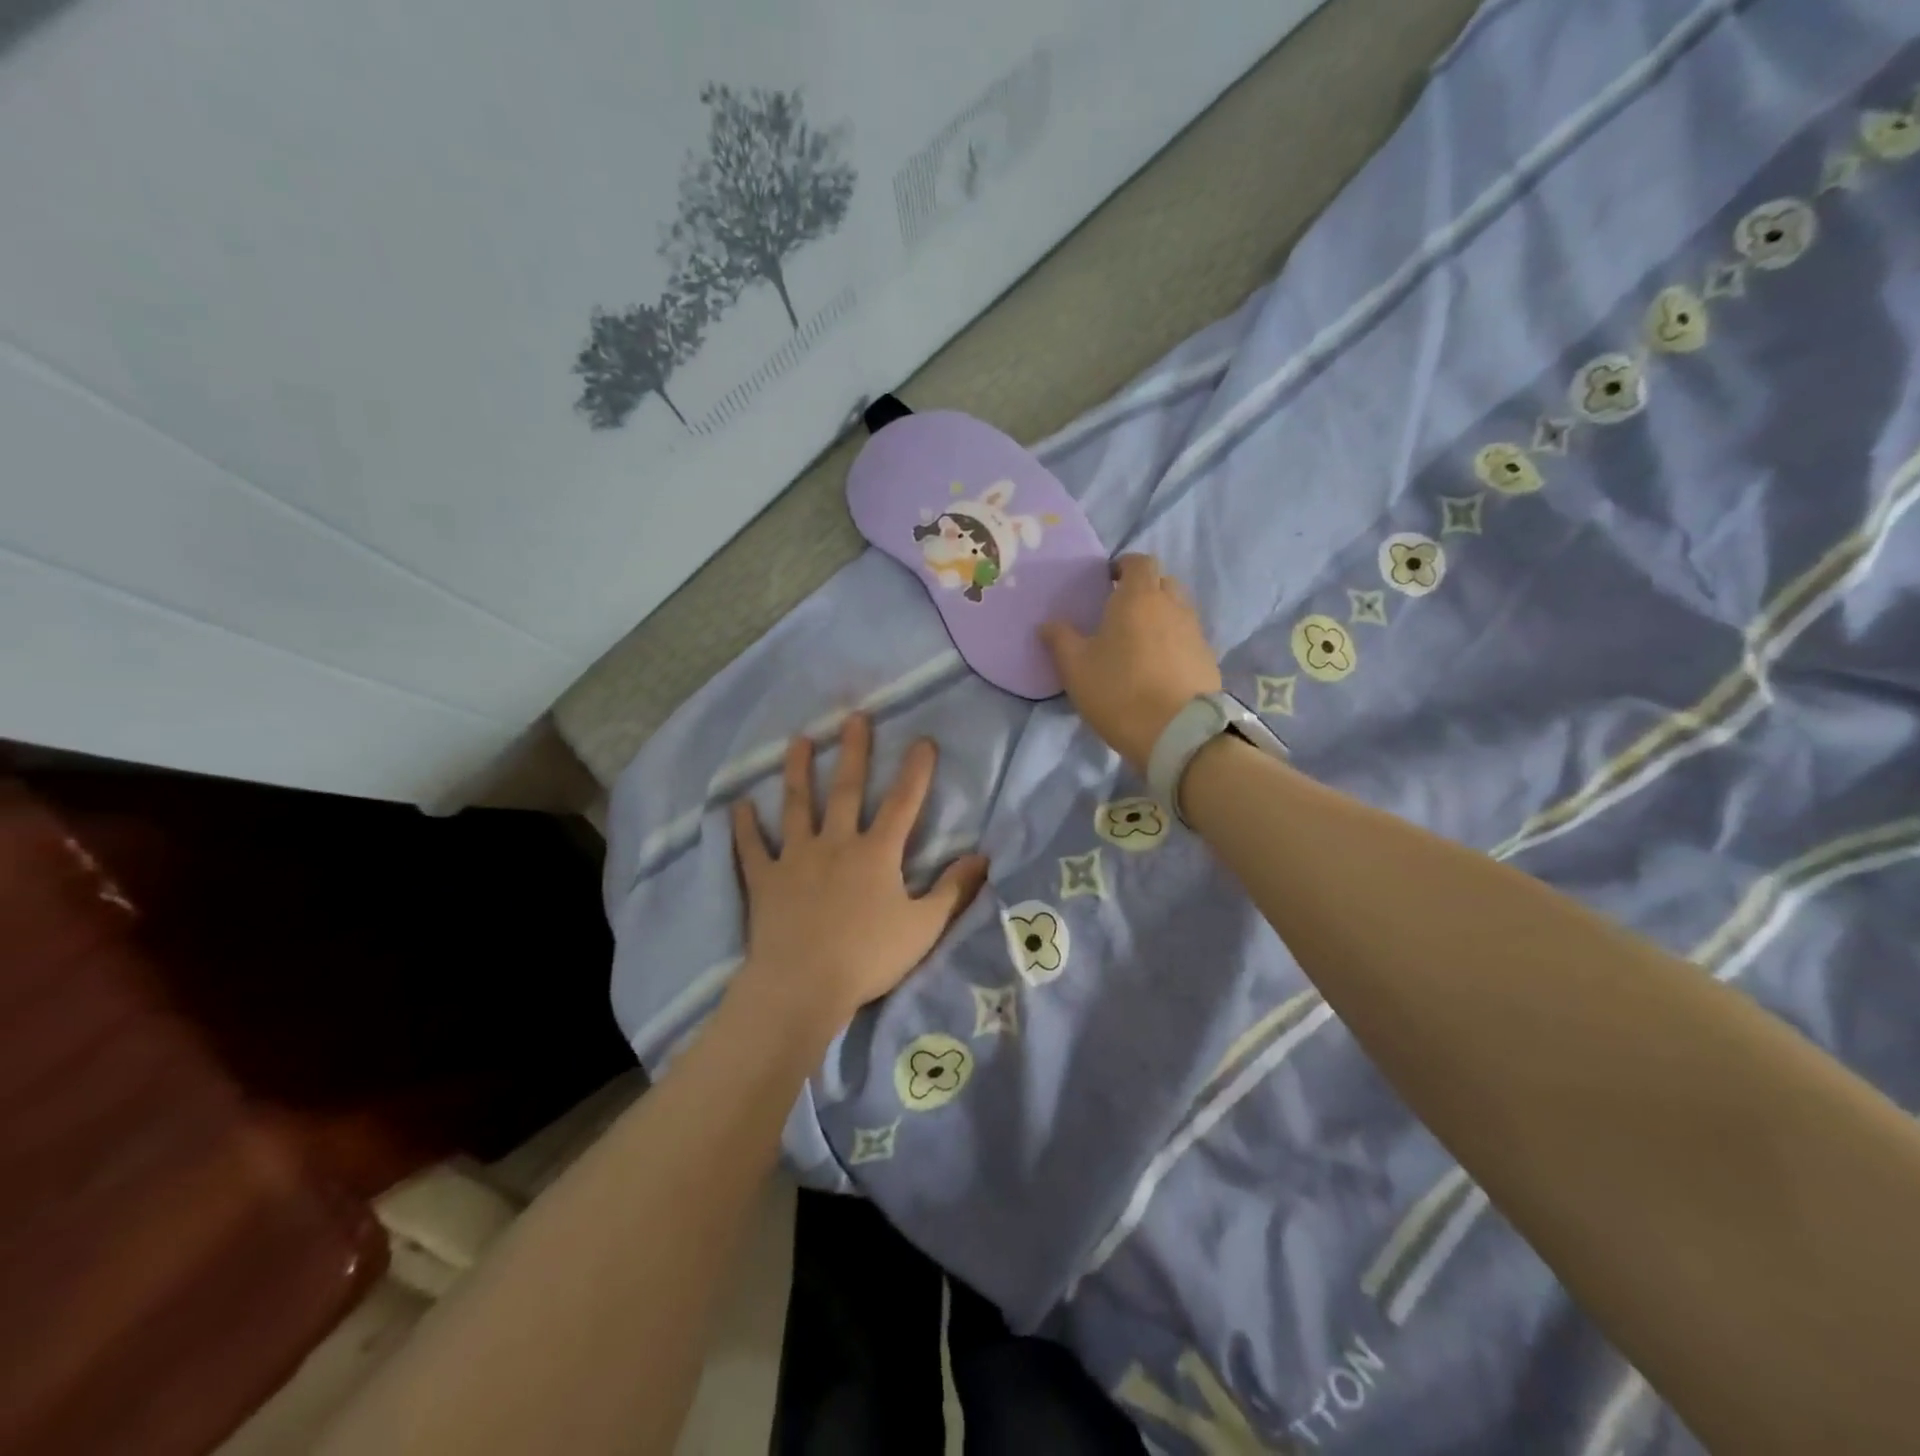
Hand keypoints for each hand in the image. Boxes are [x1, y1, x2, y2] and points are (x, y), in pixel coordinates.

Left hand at [729, 714, 989, 1039]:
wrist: (803, 986)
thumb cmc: (868, 957)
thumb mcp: (923, 927)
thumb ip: (953, 890)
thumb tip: (983, 857)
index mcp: (876, 854)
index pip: (902, 803)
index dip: (915, 772)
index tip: (923, 740)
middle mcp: (835, 844)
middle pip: (846, 790)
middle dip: (853, 752)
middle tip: (853, 717)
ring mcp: (795, 858)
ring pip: (797, 806)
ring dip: (798, 771)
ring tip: (798, 740)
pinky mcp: (765, 880)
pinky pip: (752, 848)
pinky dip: (744, 826)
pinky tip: (738, 804)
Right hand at [1040, 553, 1222, 771]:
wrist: (1177, 733)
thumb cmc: (1119, 691)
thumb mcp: (1075, 667)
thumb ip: (1060, 639)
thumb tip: (1047, 624)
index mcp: (1139, 597)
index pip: (1139, 562)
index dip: (1124, 566)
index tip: (1108, 581)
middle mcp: (1173, 605)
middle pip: (1163, 582)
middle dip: (1145, 589)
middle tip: (1122, 611)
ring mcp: (1195, 632)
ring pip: (1178, 610)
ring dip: (1161, 616)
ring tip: (1140, 641)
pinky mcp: (1208, 658)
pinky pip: (1188, 638)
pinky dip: (1174, 642)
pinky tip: (1159, 666)